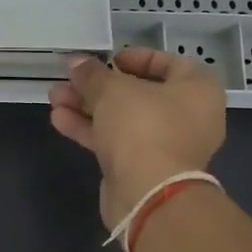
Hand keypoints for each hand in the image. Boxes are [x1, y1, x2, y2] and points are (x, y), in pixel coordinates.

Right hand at [48, 48, 225, 229]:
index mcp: (197, 89)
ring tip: (54, 97)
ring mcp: (165, 145)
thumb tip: (76, 62)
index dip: (136, 57)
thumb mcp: (113, 90)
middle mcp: (187, 117)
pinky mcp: (143, 167)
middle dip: (99, 86)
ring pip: (123, 118)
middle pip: (139, 93)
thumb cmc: (143, 127)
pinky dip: (91, 129)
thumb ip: (93, 74)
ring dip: (88, 106)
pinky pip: (116, 141)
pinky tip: (59, 119)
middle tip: (70, 79)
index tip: (108, 59)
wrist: (148, 194)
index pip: (169, 62)